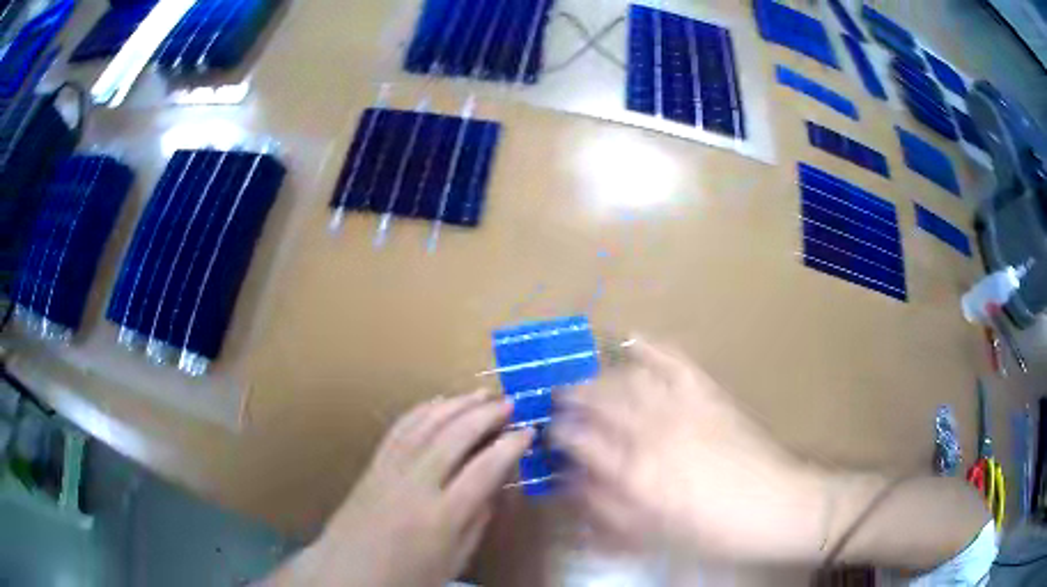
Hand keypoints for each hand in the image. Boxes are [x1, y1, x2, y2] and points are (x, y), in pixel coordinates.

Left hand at [267, 389, 532, 586]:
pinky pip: (399, 428)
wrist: (348, 572)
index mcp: (442, 516)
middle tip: (509, 403)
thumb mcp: (455, 559)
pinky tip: (439, 402)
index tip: (528, 432)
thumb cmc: (408, 575)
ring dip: (456, 405)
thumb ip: (478, 520)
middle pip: (455, 437)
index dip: (510, 446)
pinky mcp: (373, 464)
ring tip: (481, 394)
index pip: (484, 470)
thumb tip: (495, 485)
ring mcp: (390, 470)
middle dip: (486, 414)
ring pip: (426, 424)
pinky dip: (422, 410)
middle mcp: (415, 485)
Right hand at [552, 338, 826, 561]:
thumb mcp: (655, 534)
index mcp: (635, 472)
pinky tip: (632, 338)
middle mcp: (651, 431)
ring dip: (598, 374)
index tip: (547, 431)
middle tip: (556, 397)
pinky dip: (650, 346)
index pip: (579, 441)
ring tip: (584, 375)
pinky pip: (673, 360)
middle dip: (569, 397)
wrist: (775, 505)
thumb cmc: (714, 531)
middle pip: (597, 402)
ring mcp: (681, 405)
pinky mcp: (707, 392)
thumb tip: (574, 484)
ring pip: (627, 379)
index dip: (557, 433)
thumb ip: (608, 509)